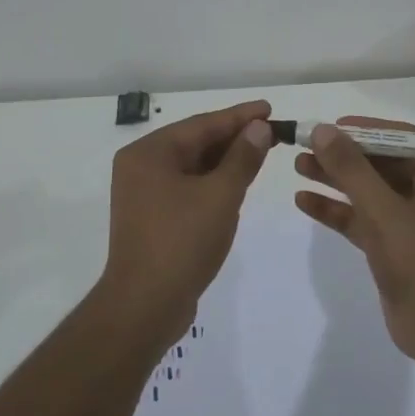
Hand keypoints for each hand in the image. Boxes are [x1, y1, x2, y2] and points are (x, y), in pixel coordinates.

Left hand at [102, 100, 274, 343]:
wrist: (145, 306)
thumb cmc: (182, 242)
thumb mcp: (221, 195)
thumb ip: (242, 158)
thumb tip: (259, 127)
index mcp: (149, 153)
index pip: (202, 124)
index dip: (239, 116)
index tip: (270, 108)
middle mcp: (141, 167)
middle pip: (196, 143)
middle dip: (235, 138)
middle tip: (273, 131)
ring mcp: (144, 194)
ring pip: (193, 166)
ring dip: (226, 160)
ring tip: (262, 151)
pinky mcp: (153, 217)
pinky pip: (188, 187)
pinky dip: (213, 182)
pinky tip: (238, 182)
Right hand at [292, 116, 414, 361]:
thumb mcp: (384, 212)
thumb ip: (352, 170)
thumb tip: (324, 130)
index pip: (401, 139)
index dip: (363, 129)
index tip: (328, 126)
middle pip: (381, 163)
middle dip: (343, 156)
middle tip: (304, 145)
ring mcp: (412, 220)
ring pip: (368, 190)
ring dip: (335, 179)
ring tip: (297, 165)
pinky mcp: (394, 245)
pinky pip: (363, 218)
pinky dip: (337, 210)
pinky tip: (304, 201)